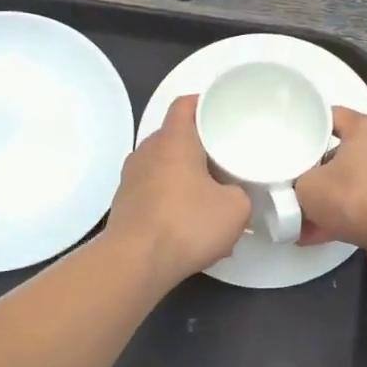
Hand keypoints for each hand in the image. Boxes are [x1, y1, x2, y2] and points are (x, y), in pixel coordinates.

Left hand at [105, 95, 250, 287]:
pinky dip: (172, 198)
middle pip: (175, 135)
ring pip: (164, 165)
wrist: (135, 263)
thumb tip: (236, 194)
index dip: (205, 103)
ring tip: (210, 195)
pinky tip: (190, 224)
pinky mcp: (124, 204)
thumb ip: (242, 193)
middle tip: (226, 157)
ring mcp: (131, 178)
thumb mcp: (236, 209)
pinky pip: (154, 191)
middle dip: (200, 145)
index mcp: (173, 140)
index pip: (185, 104)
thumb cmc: (187, 224)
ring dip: (186, 175)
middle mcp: (147, 151)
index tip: (224, 114)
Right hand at [294, 108, 366, 271]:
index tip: (286, 140)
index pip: (330, 115)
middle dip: (314, 170)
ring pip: (350, 183)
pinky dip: (341, 217)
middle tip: (290, 182)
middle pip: (339, 152)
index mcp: (365, 128)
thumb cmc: (356, 197)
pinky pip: (362, 206)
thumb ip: (297, 182)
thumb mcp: (309, 187)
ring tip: (297, 219)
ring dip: (327, 200)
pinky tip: (314, 236)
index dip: (306, 125)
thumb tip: (299, 188)